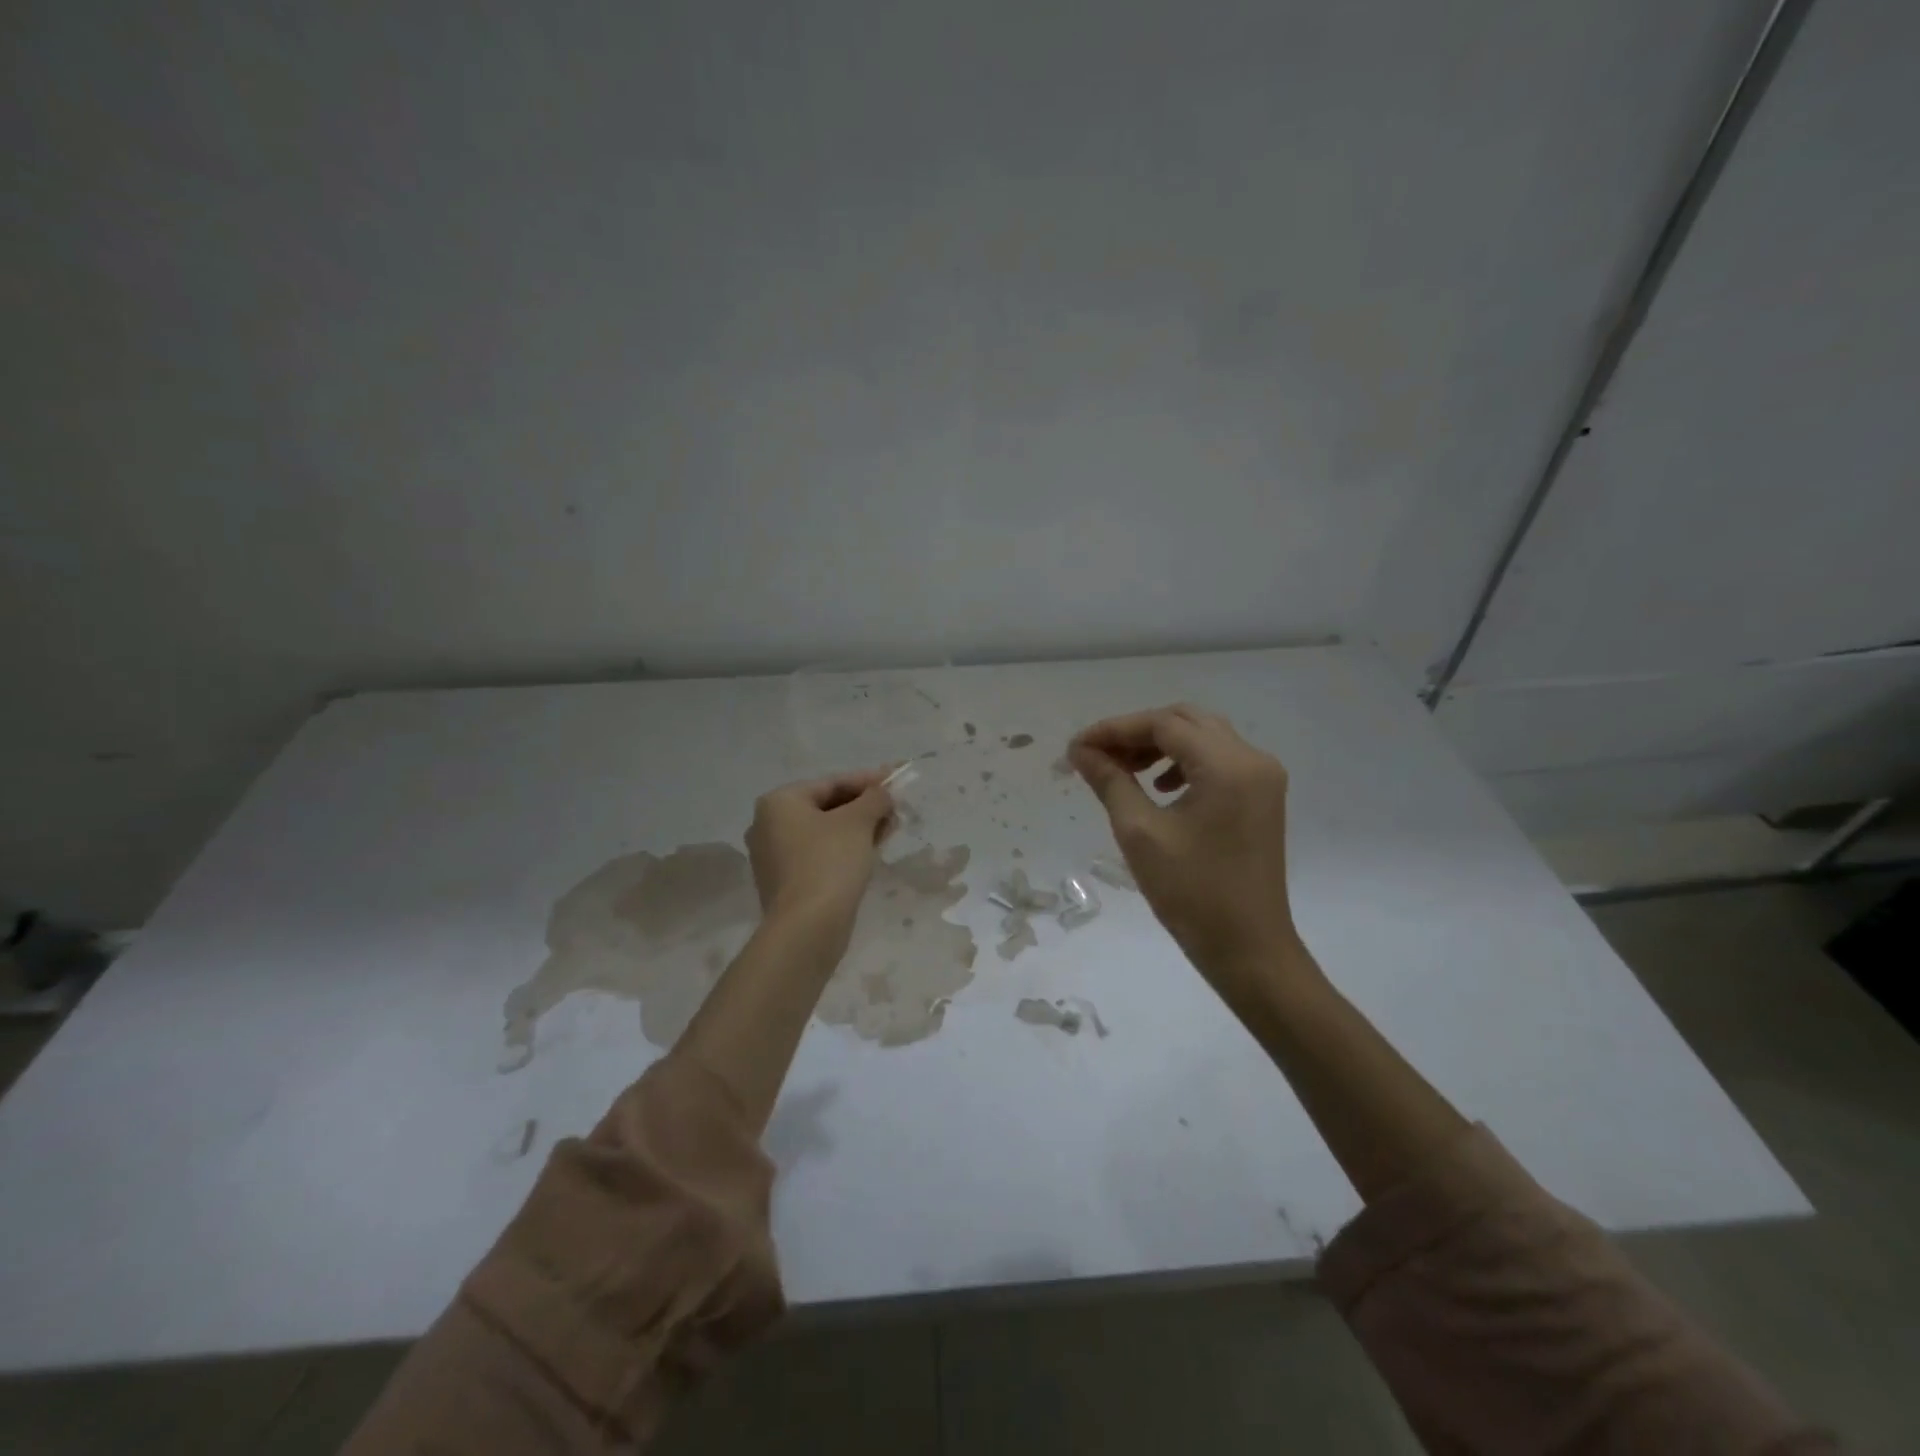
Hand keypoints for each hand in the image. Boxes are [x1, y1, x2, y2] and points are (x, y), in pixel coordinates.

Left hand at [746, 769, 896, 934]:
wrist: (808, 927)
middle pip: (826, 807)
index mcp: (779, 802)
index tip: (895, 782)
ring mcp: (773, 856)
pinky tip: (870, 852)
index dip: (868, 781)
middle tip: (895, 810)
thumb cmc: (830, 861)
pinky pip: (818, 855)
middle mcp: (767, 824)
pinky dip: (844, 850)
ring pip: (824, 833)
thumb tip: (883, 792)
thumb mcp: (858, 822)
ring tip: (889, 830)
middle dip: (864, 807)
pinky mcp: (785, 882)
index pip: (831, 783)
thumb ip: (874, 799)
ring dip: (857, 829)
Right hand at [1069, 706, 1312, 1005]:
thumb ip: (1110, 781)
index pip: (1163, 725)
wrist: (1248, 949)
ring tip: (1123, 769)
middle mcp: (1253, 759)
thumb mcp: (1139, 833)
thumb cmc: (1191, 893)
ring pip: (1203, 737)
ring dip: (1160, 745)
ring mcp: (1263, 778)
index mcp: (1228, 765)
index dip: (1115, 729)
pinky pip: (1218, 760)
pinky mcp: (1261, 797)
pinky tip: (1159, 786)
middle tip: (1098, 755)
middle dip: (1137, 732)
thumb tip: (1080, 750)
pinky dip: (1183, 762)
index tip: (1077, 747)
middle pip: (1186, 721)